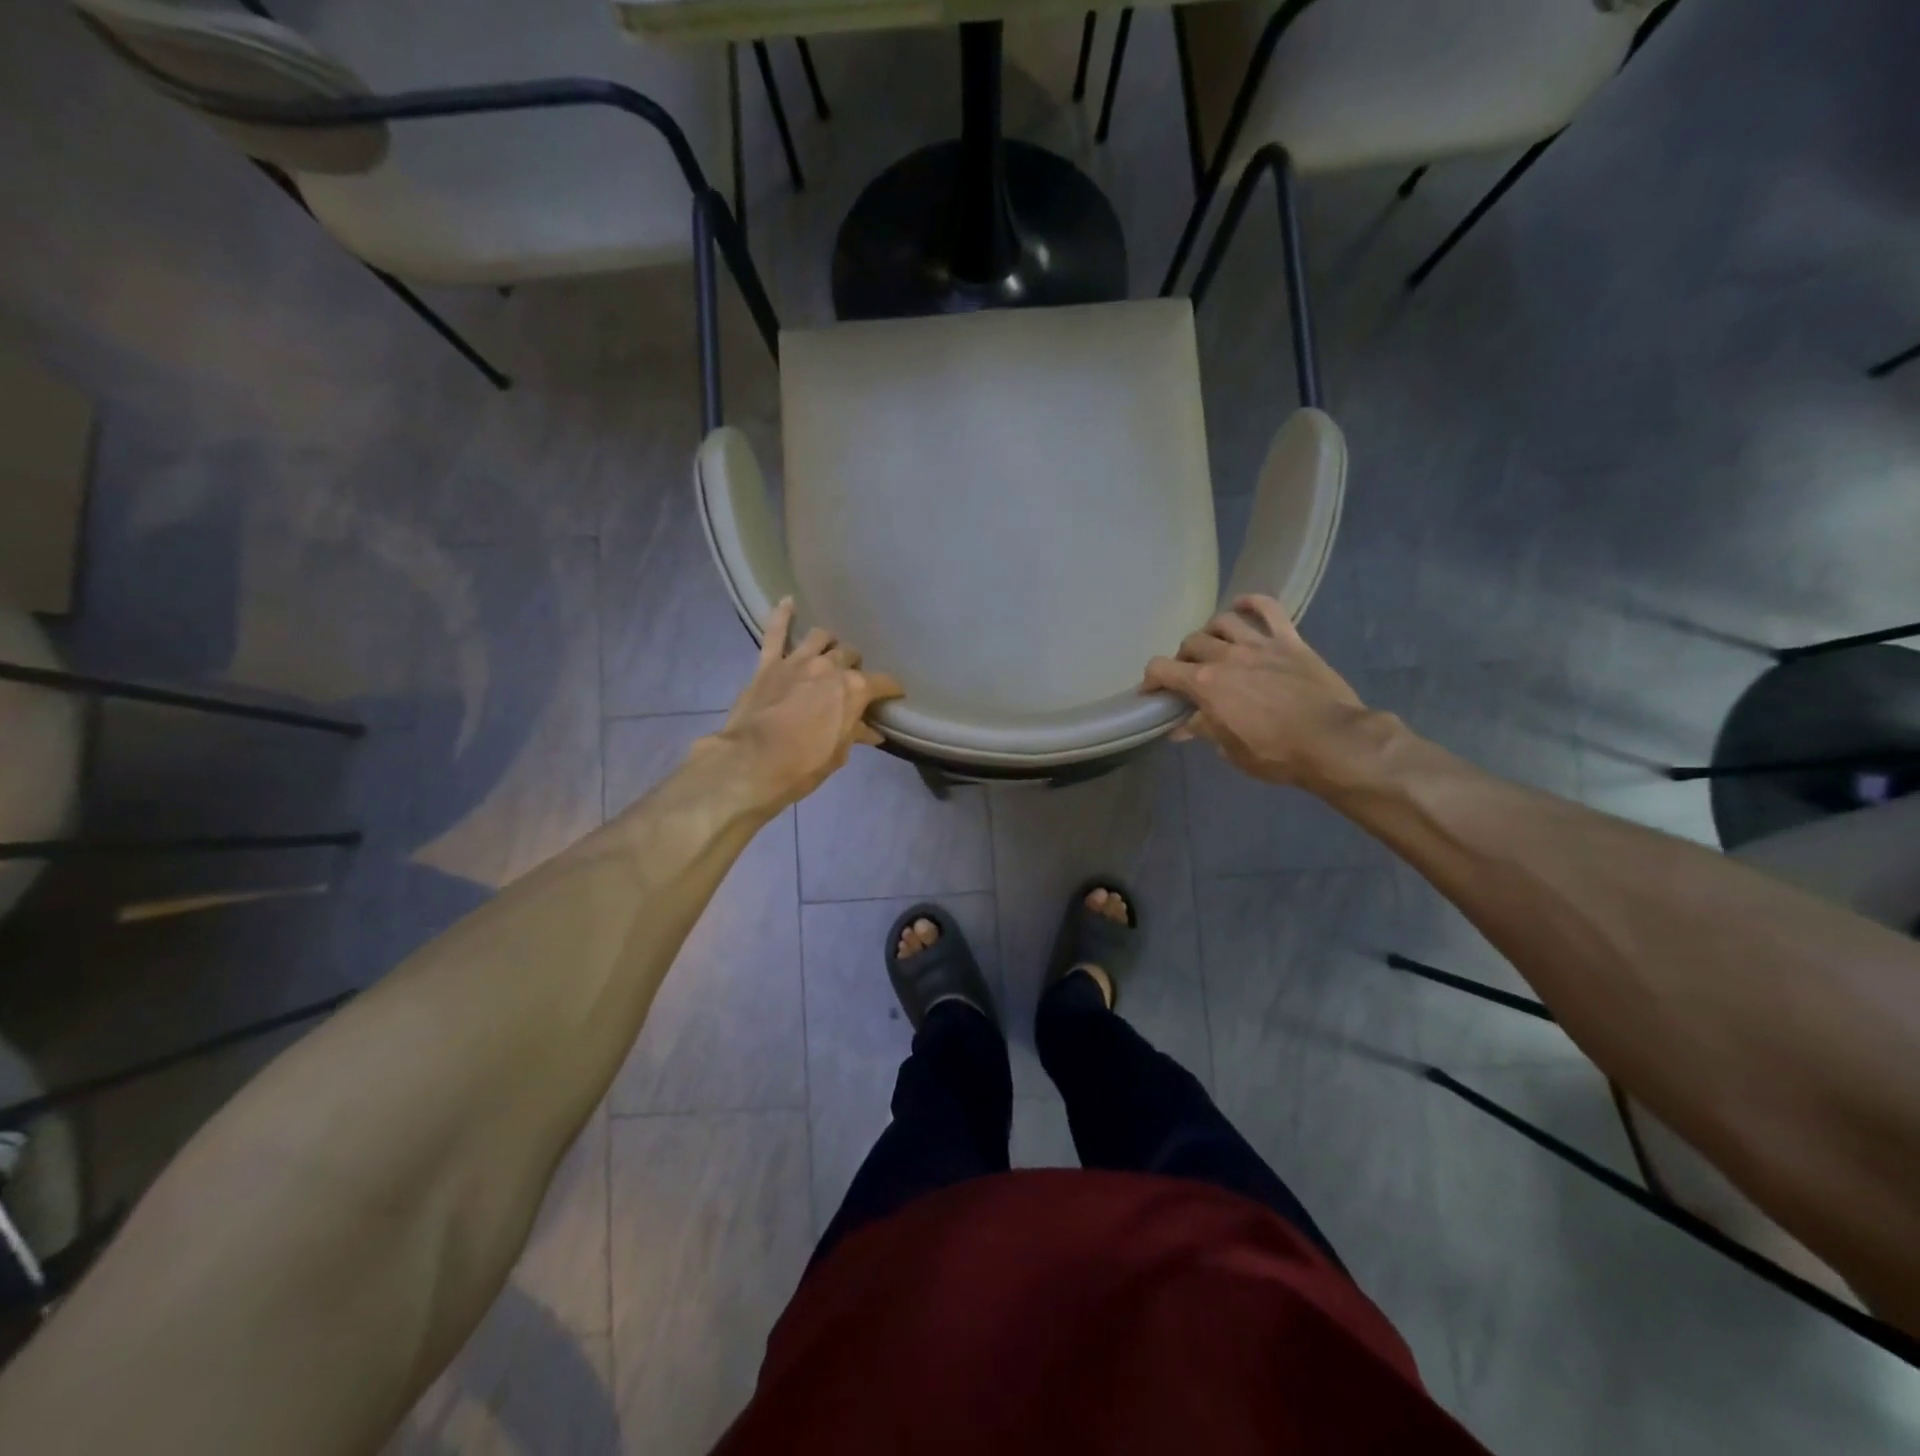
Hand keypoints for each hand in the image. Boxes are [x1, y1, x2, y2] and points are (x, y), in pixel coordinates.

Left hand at [709, 598, 903, 809]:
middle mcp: (830, 667)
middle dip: (855, 666)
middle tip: (852, 679)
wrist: (753, 763)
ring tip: (828, 650)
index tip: (895, 694)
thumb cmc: (804, 764)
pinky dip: (781, 615)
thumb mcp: (838, 754)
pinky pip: (775, 632)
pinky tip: (787, 601)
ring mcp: (798, 661)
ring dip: (828, 643)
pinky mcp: (769, 664)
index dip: (892, 689)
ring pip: (820, 637)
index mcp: (854, 689)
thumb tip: (872, 732)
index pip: (883, 683)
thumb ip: (855, 734)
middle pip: (850, 656)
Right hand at [1142, 595, 1379, 790]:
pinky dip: (1252, 602)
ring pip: (1223, 622)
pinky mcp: (1289, 641)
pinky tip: (1242, 606)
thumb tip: (1181, 727)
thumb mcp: (1230, 750)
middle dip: (1182, 658)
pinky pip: (1269, 609)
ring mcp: (1259, 644)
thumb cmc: (1275, 754)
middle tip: (1188, 675)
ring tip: (1213, 645)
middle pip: (1190, 643)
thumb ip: (1203, 730)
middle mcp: (1226, 656)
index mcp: (1206, 684)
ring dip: (1211, 632)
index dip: (1150, 679)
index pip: (1161, 669)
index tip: (1151, 692)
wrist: (1332, 742)